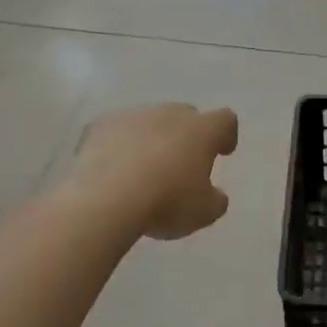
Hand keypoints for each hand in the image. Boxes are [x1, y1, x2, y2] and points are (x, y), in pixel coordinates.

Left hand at [70, 104, 238, 239]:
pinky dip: (119, 145)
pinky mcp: (100, 125)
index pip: (225, 120)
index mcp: (202, 130)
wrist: (106, 199)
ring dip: (151, 139)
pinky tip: (113, 169)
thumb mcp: (205, 212)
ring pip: (149, 122)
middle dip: (186, 136)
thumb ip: (215, 199)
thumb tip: (214, 195)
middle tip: (181, 164)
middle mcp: (170, 114)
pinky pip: (117, 131)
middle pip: (185, 116)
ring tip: (142, 170)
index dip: (226, 135)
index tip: (221, 152)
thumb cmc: (166, 202)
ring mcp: (133, 116)